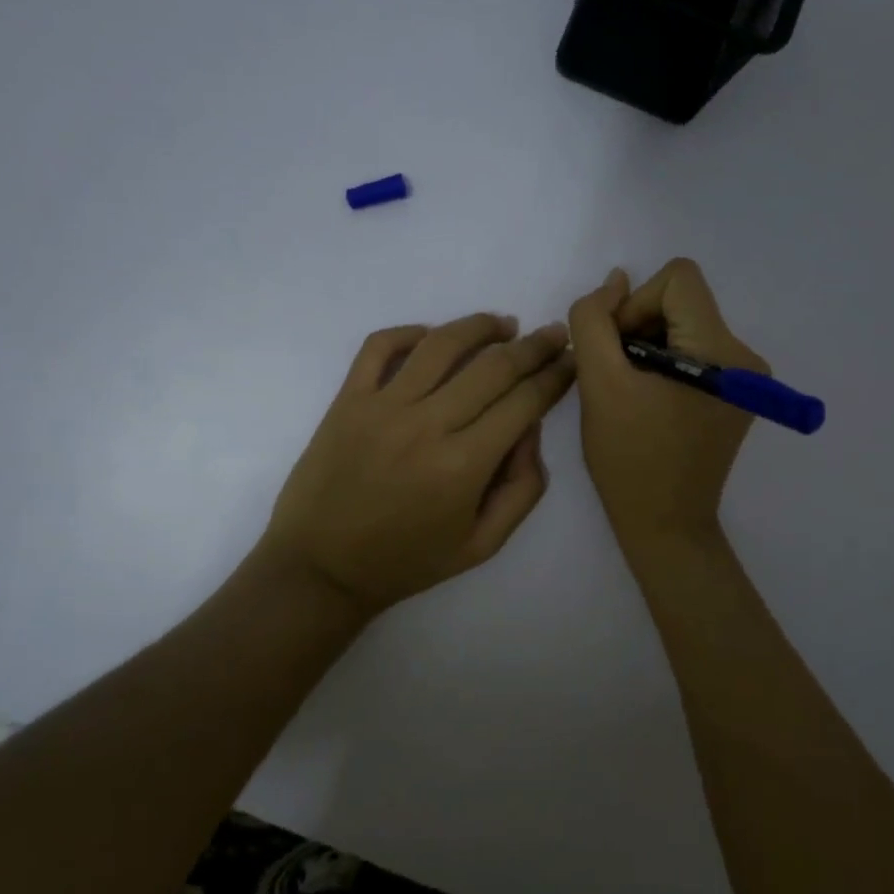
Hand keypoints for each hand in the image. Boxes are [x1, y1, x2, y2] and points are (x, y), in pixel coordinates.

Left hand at [260, 313, 575, 617]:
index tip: (572, 360)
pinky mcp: (348, 399)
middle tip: (554, 334)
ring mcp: (382, 407)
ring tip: (504, 324)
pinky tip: (432, 336)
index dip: (556, 376)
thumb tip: (531, 429)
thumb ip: (522, 489)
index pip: (524, 402)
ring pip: (441, 344)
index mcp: (464, 465)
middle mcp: (427, 425)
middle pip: (493, 366)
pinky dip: (410, 331)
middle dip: (534, 346)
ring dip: (480, 326)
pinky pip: (380, 346)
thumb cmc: (407, 561)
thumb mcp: (482, 545)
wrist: (321, 568)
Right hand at [568, 259, 767, 549]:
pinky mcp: (737, 395)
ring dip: (649, 347)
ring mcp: (746, 378)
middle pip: (682, 302)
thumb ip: (595, 320)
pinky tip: (650, 402)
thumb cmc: (629, 458)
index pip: (678, 278)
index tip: (619, 350)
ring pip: (685, 326)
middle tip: (619, 376)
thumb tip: (616, 280)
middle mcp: (745, 356)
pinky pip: (694, 352)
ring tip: (632, 393)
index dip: (636, 304)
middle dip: (641, 328)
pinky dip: (664, 364)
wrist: (666, 525)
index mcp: (721, 350)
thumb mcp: (598, 383)